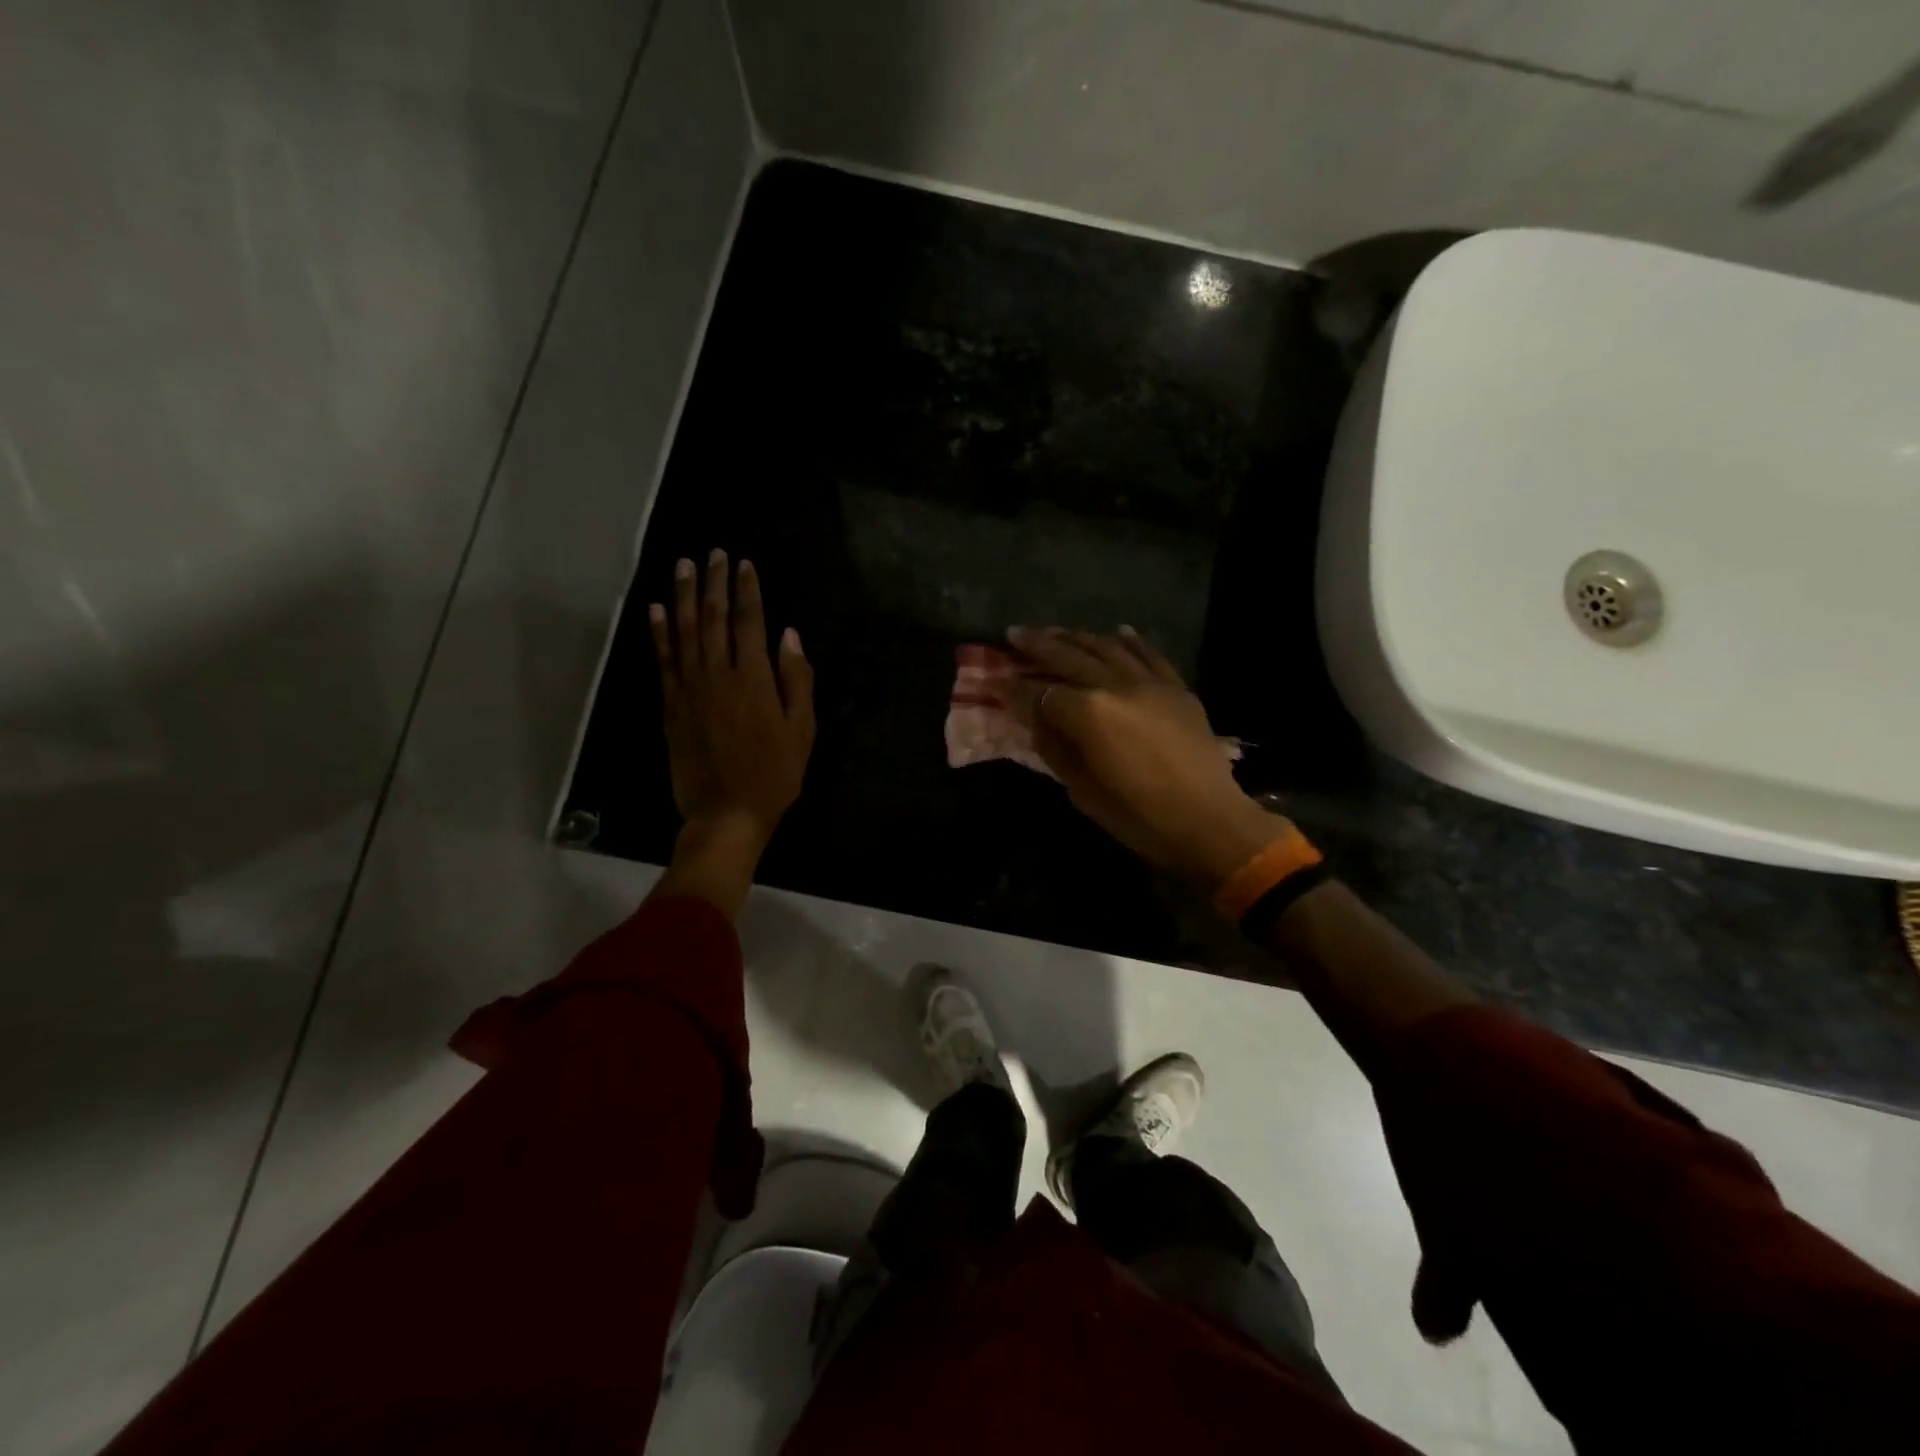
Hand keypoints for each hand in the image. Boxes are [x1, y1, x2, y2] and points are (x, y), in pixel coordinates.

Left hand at [646, 550, 813, 912]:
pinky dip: (658, 632)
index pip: (749, 622)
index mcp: (754, 679)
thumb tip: (789, 636)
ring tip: (684, 566)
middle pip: (713, 618)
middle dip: (715, 582)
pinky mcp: (670, 706)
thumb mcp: (802, 730)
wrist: (725, 813)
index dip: (748, 590)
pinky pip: (663, 660)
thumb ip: (797, 680)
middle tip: (714, 553)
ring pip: (684, 631)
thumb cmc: (774, 775)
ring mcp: (689, 689)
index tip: (745, 563)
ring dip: (684, 596)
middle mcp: (718, 675)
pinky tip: (657, 610)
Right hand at [1006, 627, 1285, 890]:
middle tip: (1014, 633)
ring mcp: (1150, 683)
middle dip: (1038, 645)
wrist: (1209, 822)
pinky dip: (1131, 641)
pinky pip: (1150, 655)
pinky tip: (1118, 630)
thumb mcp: (1083, 790)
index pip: (1040, 693)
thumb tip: (1035, 720)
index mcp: (1088, 713)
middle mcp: (1116, 685)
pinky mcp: (1176, 689)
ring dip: (1078, 637)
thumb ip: (1054, 748)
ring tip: (1057, 631)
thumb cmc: (1139, 816)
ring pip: (1107, 648)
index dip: (1014, 688)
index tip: (995, 681)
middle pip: (1069, 657)